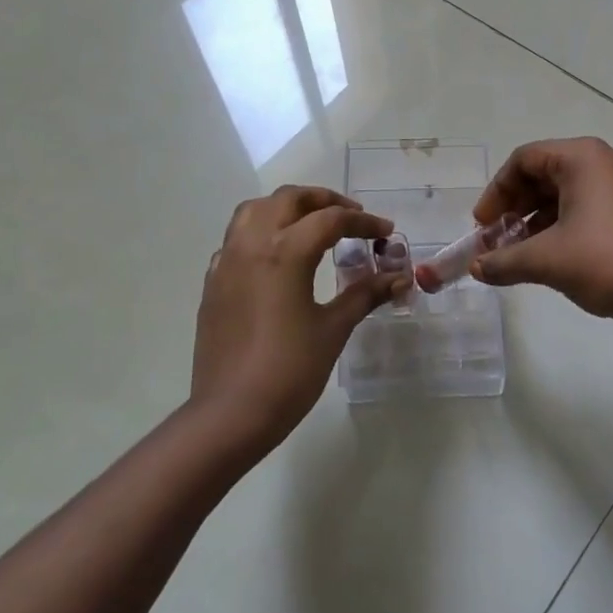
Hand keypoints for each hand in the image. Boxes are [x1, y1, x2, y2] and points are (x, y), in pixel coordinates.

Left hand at [190, 185, 407, 453]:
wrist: (230, 414)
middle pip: (288, 199)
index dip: (364, 222)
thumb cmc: (289, 371)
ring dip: (286, 207)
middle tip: (351, 216)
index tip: (386, 233)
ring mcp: (227, 261)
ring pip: (254, 210)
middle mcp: (253, 244)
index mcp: (285, 251)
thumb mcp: (333, 329)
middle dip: (323, 200)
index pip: (331, 219)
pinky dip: (260, 232)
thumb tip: (399, 277)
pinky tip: (276, 257)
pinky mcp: (213, 282)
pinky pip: (236, 239)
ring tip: (311, 225)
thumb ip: (365, 295)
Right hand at [470, 138, 612, 325]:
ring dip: (536, 218)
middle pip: (544, 173)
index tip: (482, 226)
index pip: (524, 160)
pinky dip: (562, 223)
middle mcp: (605, 159)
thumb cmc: (606, 262)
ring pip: (565, 191)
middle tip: (496, 239)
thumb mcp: (546, 260)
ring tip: (517, 251)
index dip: (496, 192)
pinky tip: (548, 254)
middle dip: (515, 207)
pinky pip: (587, 203)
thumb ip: (503, 260)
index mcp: (582, 157)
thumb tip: (476, 268)